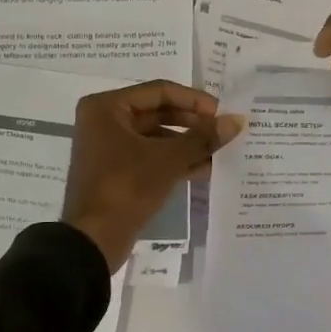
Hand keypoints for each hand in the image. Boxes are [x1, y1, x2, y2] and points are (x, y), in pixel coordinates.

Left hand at [61, 80, 244, 271]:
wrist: (93, 239)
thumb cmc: (126, 187)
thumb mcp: (168, 160)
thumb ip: (203, 138)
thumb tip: (236, 121)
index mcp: (107, 108)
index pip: (160, 91)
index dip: (194, 101)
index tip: (222, 113)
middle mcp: (105, 121)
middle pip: (158, 113)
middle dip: (193, 123)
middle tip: (224, 132)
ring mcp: (110, 148)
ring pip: (157, 137)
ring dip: (188, 144)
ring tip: (221, 151)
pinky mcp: (118, 171)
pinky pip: (152, 157)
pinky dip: (176, 160)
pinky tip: (206, 168)